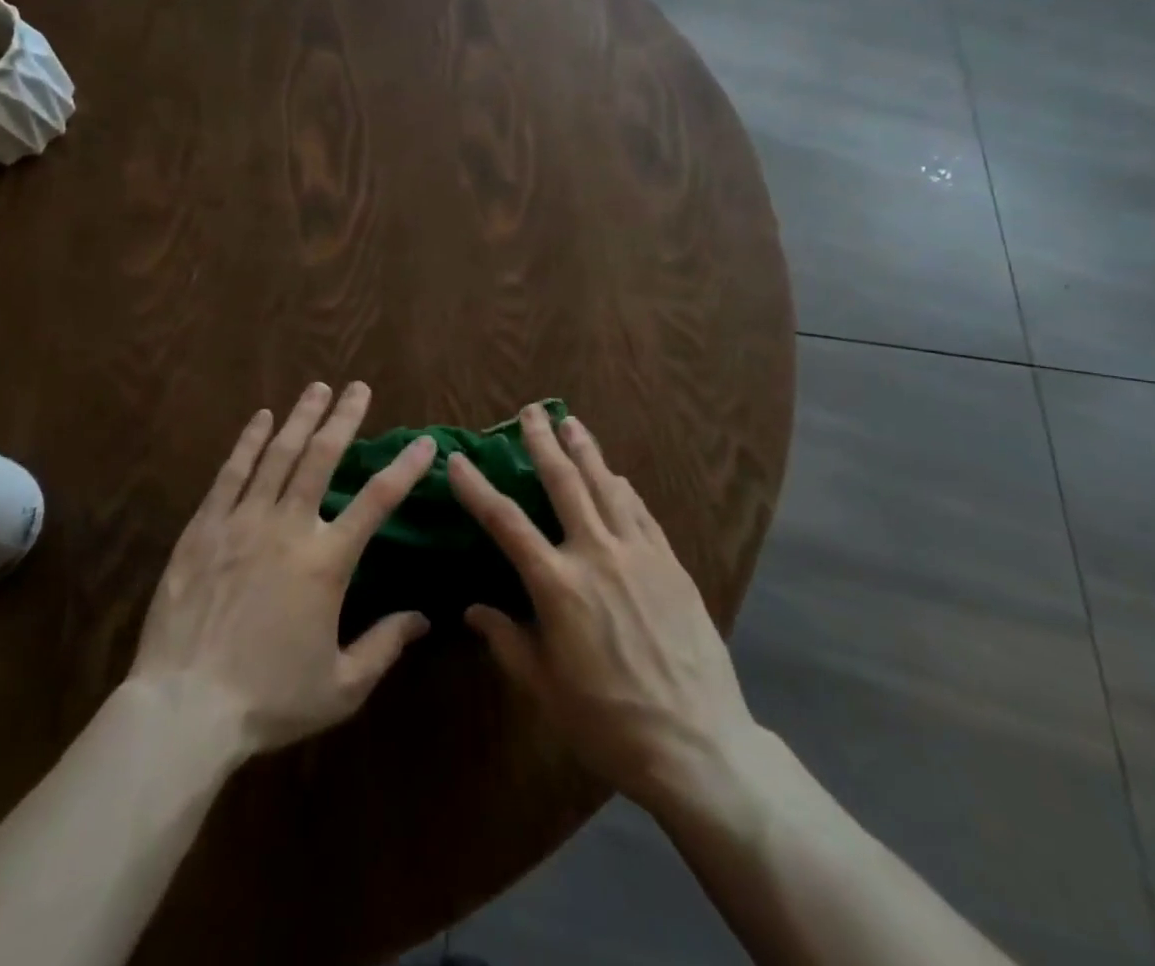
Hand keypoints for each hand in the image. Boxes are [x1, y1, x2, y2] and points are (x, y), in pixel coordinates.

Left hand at [128, 382, 436, 756]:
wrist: (184, 709)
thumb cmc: (268, 700)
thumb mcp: (341, 687)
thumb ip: (385, 646)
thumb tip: (423, 619)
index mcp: (327, 562)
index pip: (378, 501)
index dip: (405, 468)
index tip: (423, 442)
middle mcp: (289, 527)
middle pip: (322, 458)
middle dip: (344, 418)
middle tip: (358, 388)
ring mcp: (242, 522)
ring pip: (278, 455)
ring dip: (301, 418)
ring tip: (317, 388)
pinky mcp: (204, 528)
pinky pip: (231, 473)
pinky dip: (249, 442)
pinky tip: (261, 418)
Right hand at [450, 407, 755, 814]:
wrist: (696, 744)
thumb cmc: (608, 723)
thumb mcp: (544, 688)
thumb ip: (507, 641)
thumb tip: (474, 610)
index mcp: (557, 585)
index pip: (506, 522)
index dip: (477, 487)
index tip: (458, 459)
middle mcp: (596, 554)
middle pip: (564, 482)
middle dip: (543, 442)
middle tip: (530, 411)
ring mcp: (639, 554)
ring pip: (606, 486)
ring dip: (586, 450)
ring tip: (572, 422)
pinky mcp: (671, 563)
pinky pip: (641, 512)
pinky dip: (624, 488)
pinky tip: (616, 475)